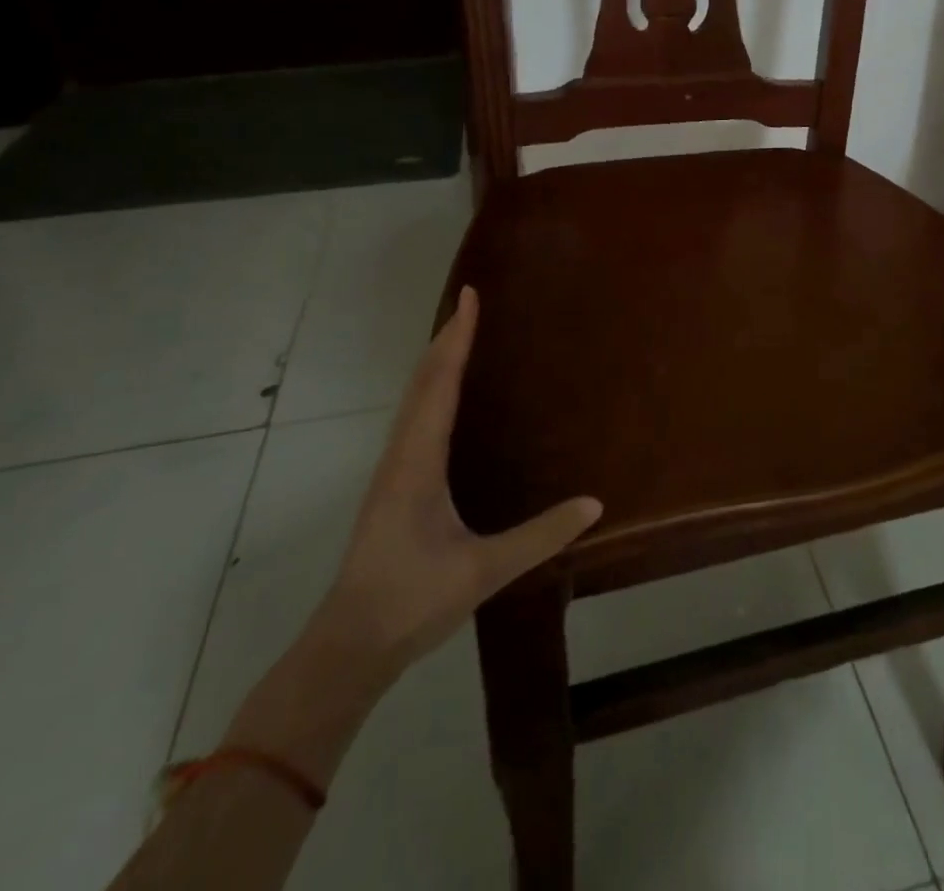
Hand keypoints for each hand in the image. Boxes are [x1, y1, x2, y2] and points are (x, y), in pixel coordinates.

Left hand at [315, 286, 602, 679]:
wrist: (348, 647)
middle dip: (445, 339)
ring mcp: (391, 471)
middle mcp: (401, 455)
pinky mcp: (392, 487)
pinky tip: (443, 400)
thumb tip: (595, 504)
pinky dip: (430, 390)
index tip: (469, 297)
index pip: (440, 384)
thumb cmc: (411, 602)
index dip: (456, 338)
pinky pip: (412, 419)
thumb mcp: (483, 570)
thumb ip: (540, 536)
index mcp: (418, 462)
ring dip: (435, 362)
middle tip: (470, 304)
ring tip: (459, 337)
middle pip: (422, 382)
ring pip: (412, 400)